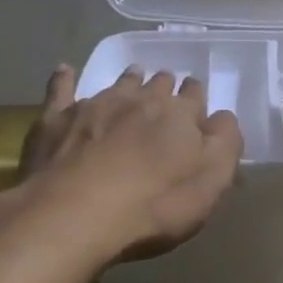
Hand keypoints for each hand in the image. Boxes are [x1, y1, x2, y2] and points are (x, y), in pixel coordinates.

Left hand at [17, 65, 243, 261]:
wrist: (77, 212)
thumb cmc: (155, 203)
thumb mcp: (212, 181)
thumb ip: (225, 142)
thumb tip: (222, 117)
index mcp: (179, 114)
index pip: (194, 96)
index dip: (196, 98)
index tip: (196, 100)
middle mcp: (140, 99)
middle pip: (158, 85)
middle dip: (164, 86)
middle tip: (165, 90)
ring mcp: (96, 105)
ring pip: (119, 84)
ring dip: (130, 80)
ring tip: (134, 75)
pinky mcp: (57, 119)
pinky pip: (61, 90)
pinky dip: (64, 79)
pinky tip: (64, 70)